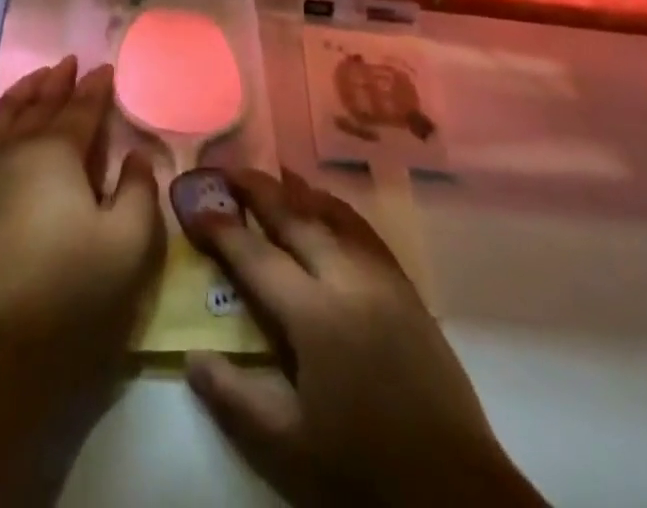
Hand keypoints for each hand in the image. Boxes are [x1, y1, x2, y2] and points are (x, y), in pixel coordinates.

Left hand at [0, 56, 164, 399]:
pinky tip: (0, 124)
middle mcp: (17, 149)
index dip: (96, 88)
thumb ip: (139, 191)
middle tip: (70, 61)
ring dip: (24, 93)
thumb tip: (137, 155)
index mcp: (57, 151)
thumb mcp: (128, 242)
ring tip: (37, 78)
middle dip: (58, 81)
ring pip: (6, 116)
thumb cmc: (70, 289)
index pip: (81, 109)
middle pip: (40, 104)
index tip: (106, 68)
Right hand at [183, 168, 545, 507]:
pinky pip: (363, 229)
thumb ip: (235, 398)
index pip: (255, 256)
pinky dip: (336, 208)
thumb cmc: (362, 467)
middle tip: (229, 170)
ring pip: (331, 215)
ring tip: (273, 174)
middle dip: (258, 190)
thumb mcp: (288, 447)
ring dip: (298, 191)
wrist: (454, 490)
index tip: (195, 205)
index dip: (221, 229)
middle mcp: (345, 279)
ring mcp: (379, 277)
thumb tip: (192, 357)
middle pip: (294, 218)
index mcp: (312, 314)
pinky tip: (326, 205)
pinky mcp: (404, 286)